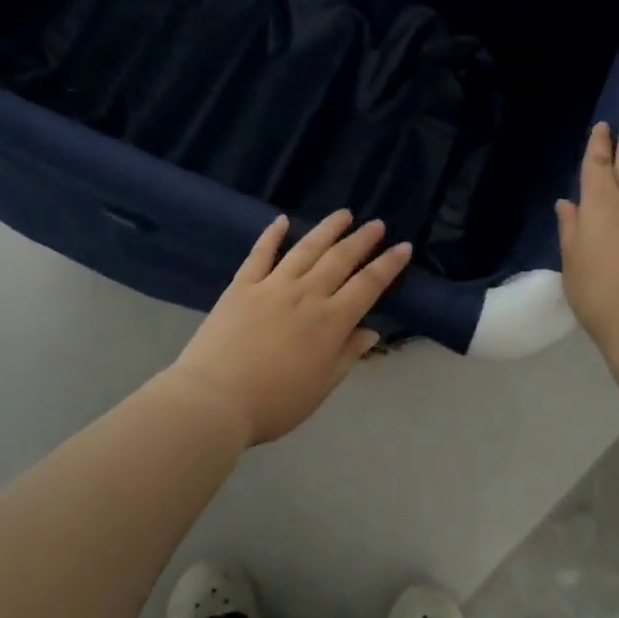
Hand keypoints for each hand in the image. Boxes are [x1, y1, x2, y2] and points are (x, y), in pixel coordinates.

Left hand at [165, 210, 412, 445]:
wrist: (215, 399)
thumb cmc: (274, 403)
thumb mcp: (321, 387)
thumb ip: (347, 354)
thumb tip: (371, 330)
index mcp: (330, 322)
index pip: (368, 285)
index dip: (388, 265)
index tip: (403, 247)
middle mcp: (306, 295)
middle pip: (340, 259)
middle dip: (362, 239)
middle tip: (377, 224)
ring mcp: (272, 286)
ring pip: (306, 248)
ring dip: (327, 229)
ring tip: (343, 214)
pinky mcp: (242, 285)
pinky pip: (260, 253)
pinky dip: (272, 234)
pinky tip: (282, 220)